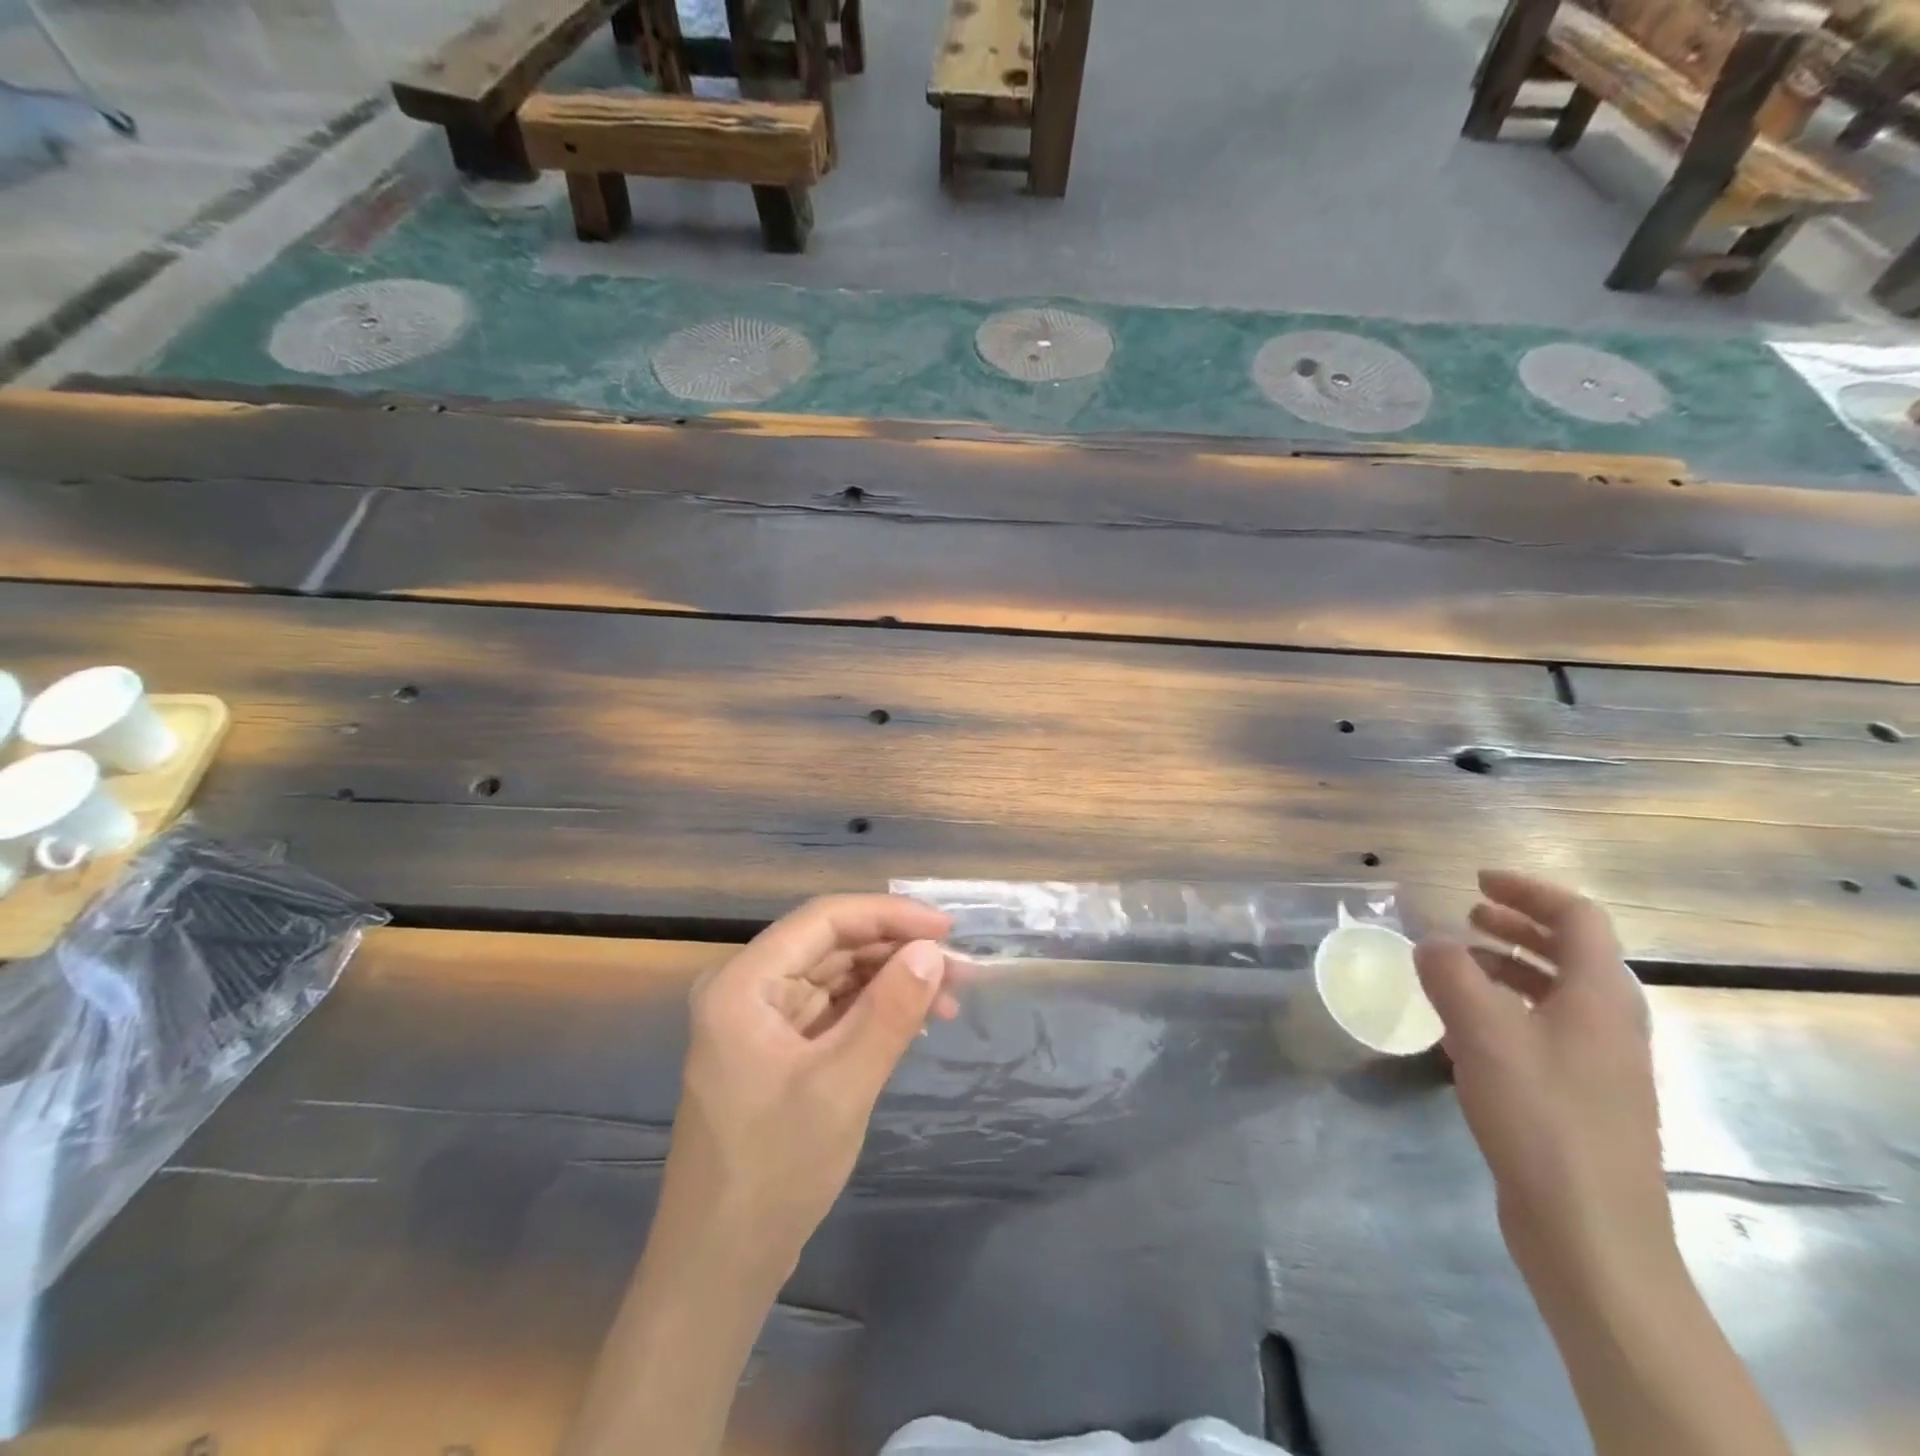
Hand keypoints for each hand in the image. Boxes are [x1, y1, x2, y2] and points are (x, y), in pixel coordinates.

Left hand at [663, 894, 959, 1276]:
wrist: (719, 1267)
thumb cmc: (774, 1171)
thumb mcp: (842, 1086)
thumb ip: (889, 1012)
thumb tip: (932, 952)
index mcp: (743, 983)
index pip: (825, 920)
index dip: (889, 915)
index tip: (947, 930)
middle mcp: (747, 989)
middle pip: (832, 945)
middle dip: (896, 951)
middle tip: (959, 971)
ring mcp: (760, 1021)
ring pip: (836, 977)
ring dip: (891, 980)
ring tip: (949, 998)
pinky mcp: (776, 1051)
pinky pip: (832, 1011)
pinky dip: (873, 1011)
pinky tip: (914, 1023)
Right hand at [1414, 871, 1667, 1278]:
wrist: (1591, 1232)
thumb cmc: (1541, 1117)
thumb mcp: (1483, 1033)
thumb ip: (1450, 975)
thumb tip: (1431, 943)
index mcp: (1601, 996)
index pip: (1577, 918)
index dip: (1527, 890)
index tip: (1475, 881)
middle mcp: (1609, 1022)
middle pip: (1570, 951)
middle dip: (1517, 924)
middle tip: (1466, 914)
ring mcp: (1599, 1063)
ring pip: (1555, 991)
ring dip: (1508, 965)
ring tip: (1457, 964)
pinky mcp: (1579, 1096)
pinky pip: (1543, 1028)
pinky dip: (1505, 1007)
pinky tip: (1462, 1026)